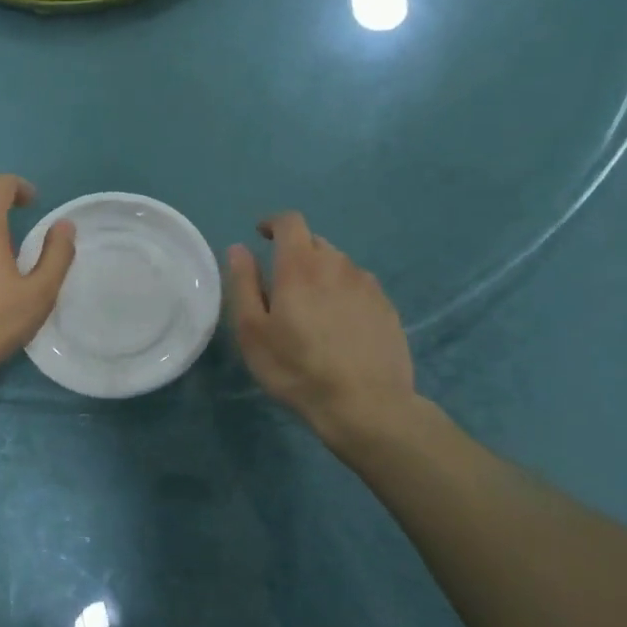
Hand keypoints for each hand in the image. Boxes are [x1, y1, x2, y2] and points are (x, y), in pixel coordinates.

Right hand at [226, 212, 419, 443]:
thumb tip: (239, 248)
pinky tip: (339, 327)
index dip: (273, 223)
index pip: (290, 222)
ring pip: (339, 266)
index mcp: (301, 265)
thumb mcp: (252, 331)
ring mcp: (368, 285)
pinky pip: (359, 288)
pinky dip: (344, 295)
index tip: (262, 235)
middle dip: (295, 253)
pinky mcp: (387, 307)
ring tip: (312, 311)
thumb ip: (244, 284)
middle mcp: (338, 265)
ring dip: (321, 275)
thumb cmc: (296, 368)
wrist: (365, 404)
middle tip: (281, 287)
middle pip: (315, 243)